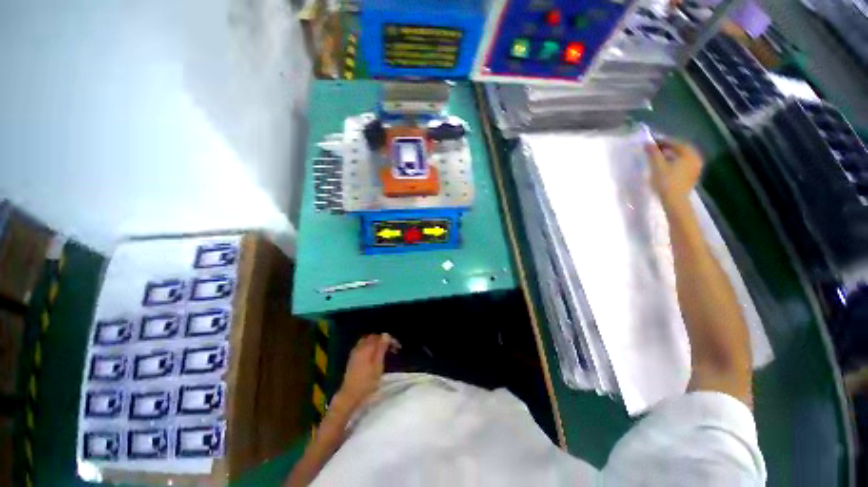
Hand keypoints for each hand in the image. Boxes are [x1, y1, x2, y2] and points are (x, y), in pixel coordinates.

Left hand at [333, 334, 395, 411]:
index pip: (380, 337)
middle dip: (383, 340)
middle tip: (391, 348)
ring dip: (376, 343)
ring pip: (367, 341)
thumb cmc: (367, 382)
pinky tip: (373, 355)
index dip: (390, 339)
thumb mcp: (378, 365)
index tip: (397, 347)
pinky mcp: (352, 358)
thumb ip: (381, 348)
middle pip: (373, 337)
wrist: (350, 395)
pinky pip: (362, 346)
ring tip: (383, 351)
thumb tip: (386, 335)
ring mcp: (355, 352)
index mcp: (367, 347)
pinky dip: (369, 346)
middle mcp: (360, 346)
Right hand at [645, 140, 702, 207]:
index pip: (676, 143)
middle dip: (669, 147)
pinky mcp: (692, 175)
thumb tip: (647, 142)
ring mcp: (696, 167)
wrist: (675, 200)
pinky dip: (676, 161)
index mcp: (689, 154)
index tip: (653, 141)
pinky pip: (684, 163)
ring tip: (660, 156)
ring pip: (683, 156)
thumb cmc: (666, 182)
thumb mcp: (657, 166)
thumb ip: (653, 153)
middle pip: (681, 149)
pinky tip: (667, 165)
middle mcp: (696, 158)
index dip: (664, 140)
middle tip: (656, 148)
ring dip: (672, 154)